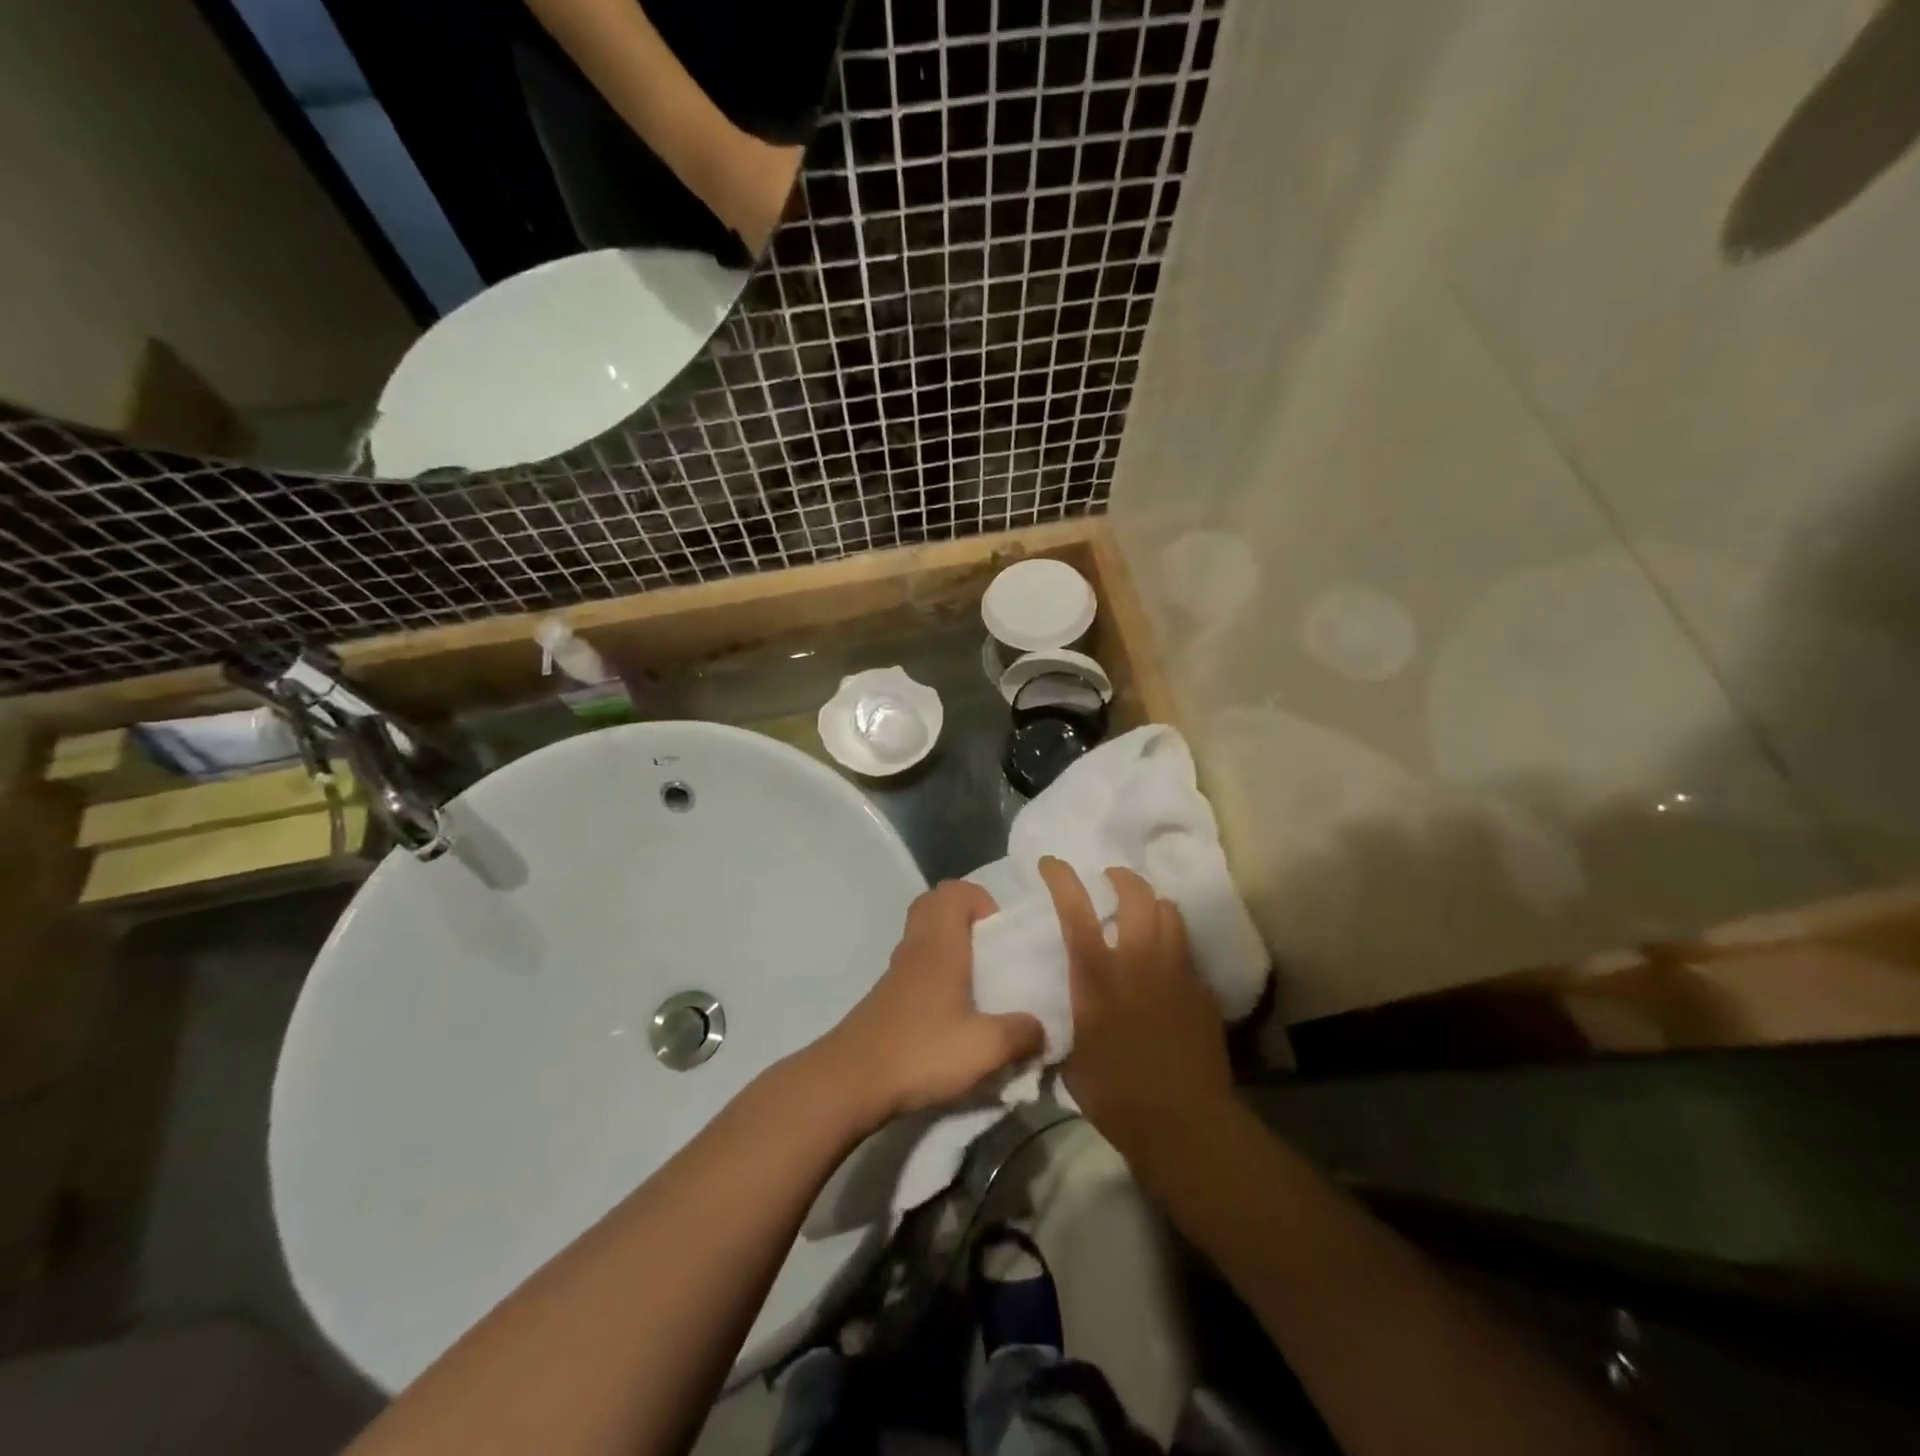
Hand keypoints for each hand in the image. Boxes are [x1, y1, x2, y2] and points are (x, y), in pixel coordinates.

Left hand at [814, 881, 1044, 1127]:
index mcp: (940, 944)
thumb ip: (1022, 1034)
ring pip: (924, 935)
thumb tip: (1042, 1028)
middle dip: (966, 917)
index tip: (1001, 935)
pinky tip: (954, 1015)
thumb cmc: (920, 1052)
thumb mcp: (985, 1048)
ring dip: (951, 946)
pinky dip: (936, 973)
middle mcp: (916, 947)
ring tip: (979, 986)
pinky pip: (916, 964)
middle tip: (990, 952)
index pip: (955, 891)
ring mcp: (897, 971)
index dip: (982, 900)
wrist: (850, 1081)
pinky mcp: (887, 996)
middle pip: (935, 905)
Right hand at [1039, 857, 1232, 1159]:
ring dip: (1152, 904)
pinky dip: (1172, 944)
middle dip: (1121, 878)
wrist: (1184, 1123)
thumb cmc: (1116, 1095)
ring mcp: (1176, 971)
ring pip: (1170, 912)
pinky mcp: (1203, 989)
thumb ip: (1068, 1024)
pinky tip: (1166, 965)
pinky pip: (1186, 949)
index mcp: (1097, 975)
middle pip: (1136, 894)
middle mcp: (1138, 960)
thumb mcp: (1073, 1058)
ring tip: (1142, 914)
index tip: (1051, 863)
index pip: (1076, 910)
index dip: (1061, 878)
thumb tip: (1055, 1020)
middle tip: (1110, 880)